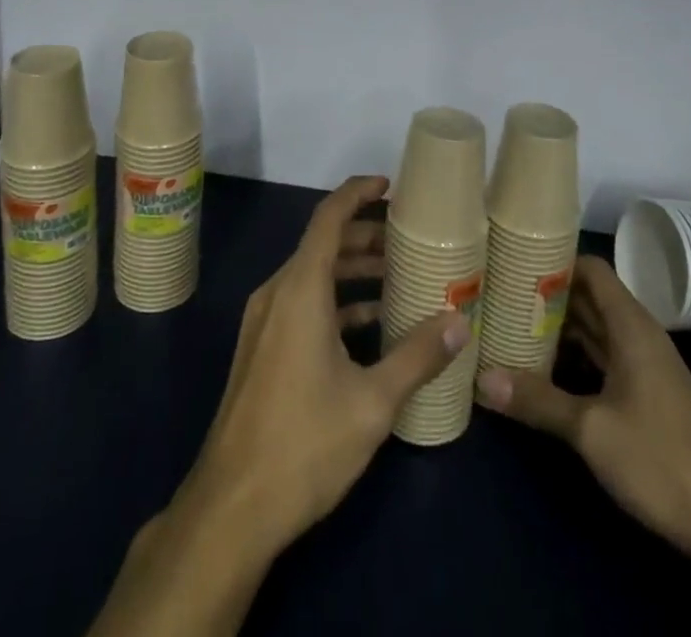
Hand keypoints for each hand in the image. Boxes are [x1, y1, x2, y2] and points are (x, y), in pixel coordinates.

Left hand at [181, 174, 470, 556]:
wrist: (231, 507)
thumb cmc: (304, 443)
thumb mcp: (372, 402)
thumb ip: (416, 357)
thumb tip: (459, 323)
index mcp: (300, 289)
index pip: (328, 217)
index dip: (357, 193)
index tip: (389, 184)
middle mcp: (277, 293)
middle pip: (323, 244)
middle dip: (365, 235)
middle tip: (407, 238)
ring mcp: (265, 321)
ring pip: (313, 276)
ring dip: (352, 271)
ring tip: (398, 278)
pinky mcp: (262, 348)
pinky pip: (302, 304)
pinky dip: (336, 301)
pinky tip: (370, 325)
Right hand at [475, 254, 690, 557]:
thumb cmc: (664, 460)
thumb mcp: (592, 430)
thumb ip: (537, 400)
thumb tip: (480, 378)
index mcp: (631, 325)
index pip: (590, 268)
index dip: (554, 259)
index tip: (512, 259)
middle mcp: (637, 336)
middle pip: (587, 298)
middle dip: (545, 295)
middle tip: (497, 292)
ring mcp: (643, 369)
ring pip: (592, 332)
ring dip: (556, 329)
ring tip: (508, 324)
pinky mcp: (645, 399)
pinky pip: (600, 362)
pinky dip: (571, 359)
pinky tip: (540, 371)